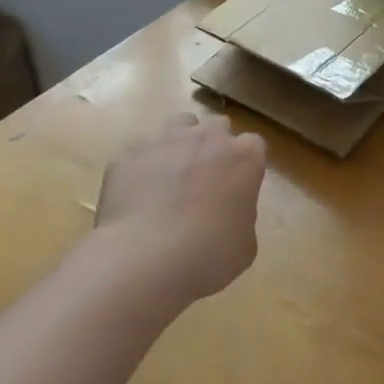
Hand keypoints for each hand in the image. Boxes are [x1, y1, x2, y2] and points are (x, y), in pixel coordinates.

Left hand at [93, 112, 266, 305]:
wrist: (145, 258)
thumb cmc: (209, 255)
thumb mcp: (244, 244)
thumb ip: (241, 216)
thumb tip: (228, 213)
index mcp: (244, 158)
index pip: (254, 145)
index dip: (245, 165)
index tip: (238, 186)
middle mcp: (207, 138)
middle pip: (217, 126)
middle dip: (214, 146)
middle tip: (206, 179)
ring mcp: (165, 141)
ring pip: (179, 125)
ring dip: (180, 144)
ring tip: (171, 175)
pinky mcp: (129, 154)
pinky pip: (140, 152)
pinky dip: (142, 167)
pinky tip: (137, 194)